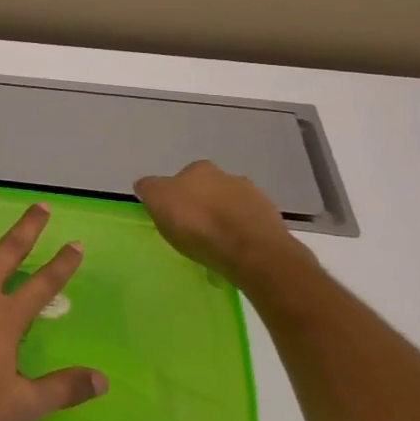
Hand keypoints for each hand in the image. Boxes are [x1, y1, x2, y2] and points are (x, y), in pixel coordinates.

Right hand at [134, 160, 306, 285]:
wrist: (251, 250)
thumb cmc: (197, 223)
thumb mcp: (158, 201)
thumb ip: (149, 189)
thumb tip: (147, 185)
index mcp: (199, 169)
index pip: (181, 177)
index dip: (174, 195)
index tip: (171, 214)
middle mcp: (229, 176)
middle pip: (209, 189)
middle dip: (201, 204)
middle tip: (192, 228)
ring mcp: (255, 198)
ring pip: (231, 206)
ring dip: (223, 218)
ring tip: (214, 243)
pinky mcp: (272, 222)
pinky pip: (248, 226)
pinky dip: (240, 234)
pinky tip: (232, 251)